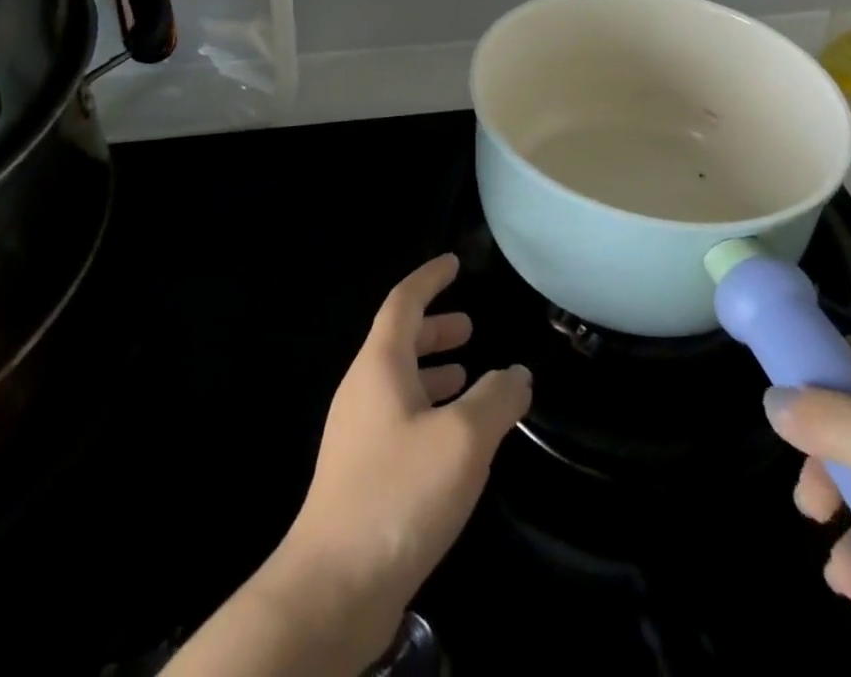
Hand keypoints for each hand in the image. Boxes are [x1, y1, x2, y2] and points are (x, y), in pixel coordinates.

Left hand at [274, 255, 530, 654]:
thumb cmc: (398, 492)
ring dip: (433, 372)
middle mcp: (363, 390)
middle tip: (469, 326)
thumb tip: (517, 373)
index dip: (429, 278)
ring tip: (468, 376)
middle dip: (435, 329)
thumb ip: (496, 399)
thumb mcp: (463, 439)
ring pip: (399, 383)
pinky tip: (454, 439)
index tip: (454, 262)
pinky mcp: (361, 474)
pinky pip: (399, 419)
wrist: (333, 588)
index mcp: (379, 365)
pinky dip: (429, 410)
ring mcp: (358, 434)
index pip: (403, 302)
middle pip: (399, 341)